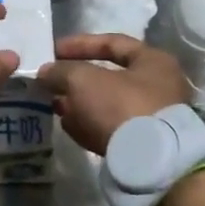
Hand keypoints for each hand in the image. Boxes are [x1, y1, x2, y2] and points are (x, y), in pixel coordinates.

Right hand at [37, 34, 190, 155]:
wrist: (151, 163)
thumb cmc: (121, 106)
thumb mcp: (84, 80)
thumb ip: (61, 71)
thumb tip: (45, 72)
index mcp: (153, 62)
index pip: (112, 43)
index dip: (80, 44)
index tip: (53, 51)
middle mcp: (158, 87)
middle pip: (109, 77)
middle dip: (77, 80)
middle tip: (52, 83)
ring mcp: (153, 118)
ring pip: (108, 105)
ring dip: (80, 104)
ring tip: (55, 106)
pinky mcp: (144, 145)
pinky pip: (112, 128)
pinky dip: (90, 125)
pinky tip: (69, 126)